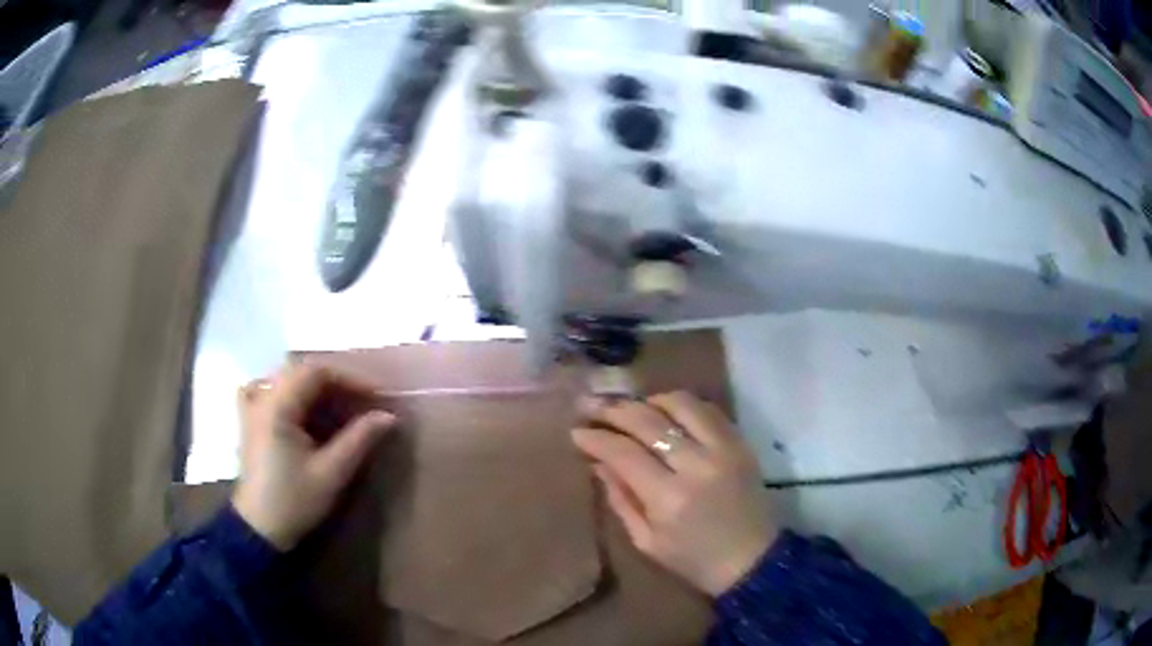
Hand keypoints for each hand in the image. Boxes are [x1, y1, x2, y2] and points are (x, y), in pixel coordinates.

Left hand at [232, 363, 395, 550]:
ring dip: (316, 388)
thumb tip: (388, 416)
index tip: (377, 396)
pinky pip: (266, 389)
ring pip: (286, 379)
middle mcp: (261, 397)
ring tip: (340, 407)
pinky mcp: (250, 420)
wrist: (259, 528)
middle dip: (336, 383)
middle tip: (363, 403)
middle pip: (301, 371)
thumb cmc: (294, 501)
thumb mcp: (331, 473)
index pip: (316, 371)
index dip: (349, 378)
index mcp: (277, 406)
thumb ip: (359, 439)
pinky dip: (287, 391)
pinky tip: (296, 405)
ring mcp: (251, 407)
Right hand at [572, 392, 775, 596]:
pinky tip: (665, 412)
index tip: (576, 432)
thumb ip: (620, 499)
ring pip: (680, 403)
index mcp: (669, 498)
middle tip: (591, 406)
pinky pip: (708, 409)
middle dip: (613, 409)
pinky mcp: (741, 442)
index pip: (624, 453)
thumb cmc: (693, 560)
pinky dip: (681, 404)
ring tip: (631, 408)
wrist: (752, 559)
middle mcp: (697, 465)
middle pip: (648, 421)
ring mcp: (724, 448)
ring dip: (648, 400)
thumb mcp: (646, 541)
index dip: (596, 438)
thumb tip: (597, 462)